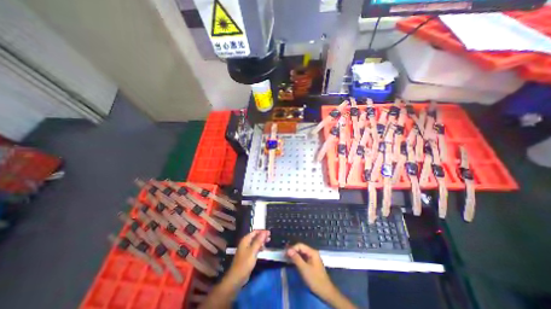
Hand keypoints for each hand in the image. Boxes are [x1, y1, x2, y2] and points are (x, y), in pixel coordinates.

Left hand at [225, 230, 269, 286]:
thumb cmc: (245, 263)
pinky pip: (254, 248)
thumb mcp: (253, 251)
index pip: (255, 232)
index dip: (262, 231)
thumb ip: (259, 241)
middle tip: (270, 237)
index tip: (269, 232)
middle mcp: (245, 243)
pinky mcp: (247, 255)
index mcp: (245, 240)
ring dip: (261, 241)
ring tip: (268, 241)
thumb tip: (265, 232)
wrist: (237, 278)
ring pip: (255, 242)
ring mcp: (246, 249)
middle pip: (255, 236)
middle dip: (262, 236)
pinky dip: (259, 247)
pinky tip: (263, 249)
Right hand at [287, 244, 337, 296]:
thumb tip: (288, 250)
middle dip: (293, 251)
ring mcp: (312, 258)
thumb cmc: (315, 279)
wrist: (326, 292)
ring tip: (287, 258)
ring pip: (301, 253)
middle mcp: (312, 253)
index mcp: (312, 252)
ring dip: (294, 255)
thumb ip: (296, 258)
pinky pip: (303, 258)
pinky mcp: (311, 263)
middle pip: (301, 248)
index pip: (300, 245)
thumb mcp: (304, 269)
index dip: (292, 248)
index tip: (285, 253)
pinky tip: (293, 262)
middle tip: (284, 256)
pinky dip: (297, 259)